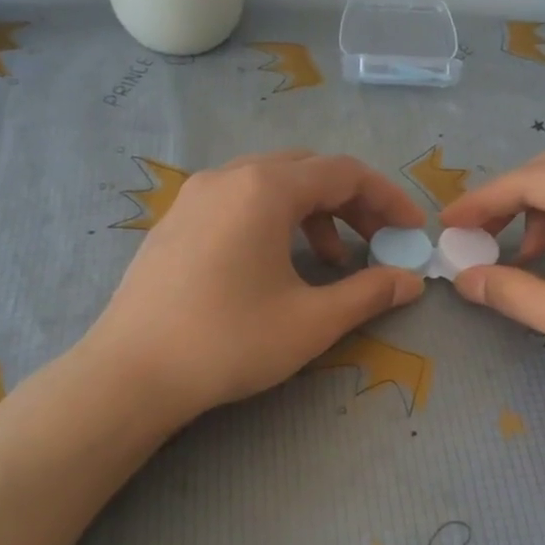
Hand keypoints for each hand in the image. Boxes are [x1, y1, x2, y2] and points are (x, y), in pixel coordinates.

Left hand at [76, 150, 426, 424]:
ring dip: (314, 214)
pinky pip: (239, 202)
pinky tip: (277, 265)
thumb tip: (411, 281)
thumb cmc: (230, 341)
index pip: (344, 172)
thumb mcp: (312, 321)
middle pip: (308, 171)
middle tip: (378, 243)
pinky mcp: (175, 221)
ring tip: (332, 262)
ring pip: (271, 185)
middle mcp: (228, 176)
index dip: (388, 199)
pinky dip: (275, 222)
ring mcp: (195, 196)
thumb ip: (370, 293)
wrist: (132, 372)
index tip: (412, 232)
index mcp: (264, 188)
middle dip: (353, 204)